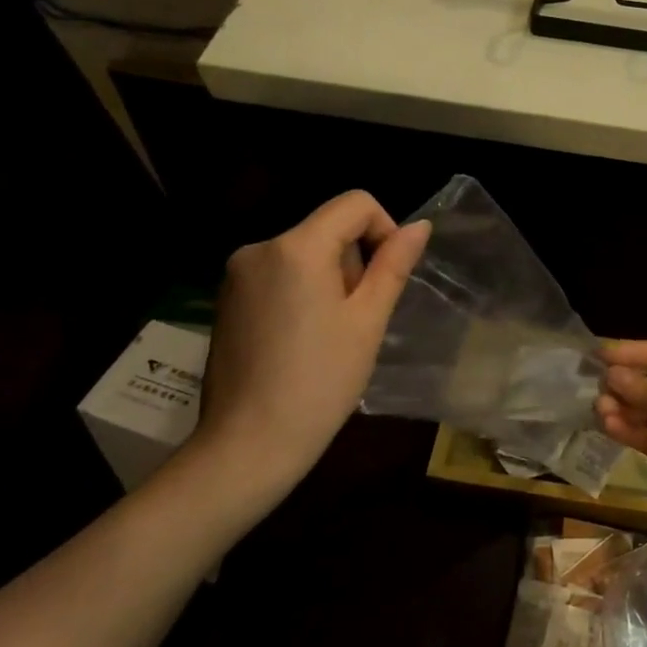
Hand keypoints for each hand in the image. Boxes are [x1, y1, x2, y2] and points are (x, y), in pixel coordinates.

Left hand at [187, 191, 429, 519]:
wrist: (249, 443)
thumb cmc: (321, 381)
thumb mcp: (368, 320)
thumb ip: (393, 265)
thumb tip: (420, 226)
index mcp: (296, 247)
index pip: (355, 204)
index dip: (384, 230)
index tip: (386, 279)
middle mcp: (259, 247)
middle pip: (328, 228)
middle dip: (353, 263)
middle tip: (356, 319)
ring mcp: (236, 273)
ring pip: (304, 252)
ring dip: (328, 279)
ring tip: (329, 335)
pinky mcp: (227, 298)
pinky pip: (279, 274)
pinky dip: (301, 292)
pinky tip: (301, 340)